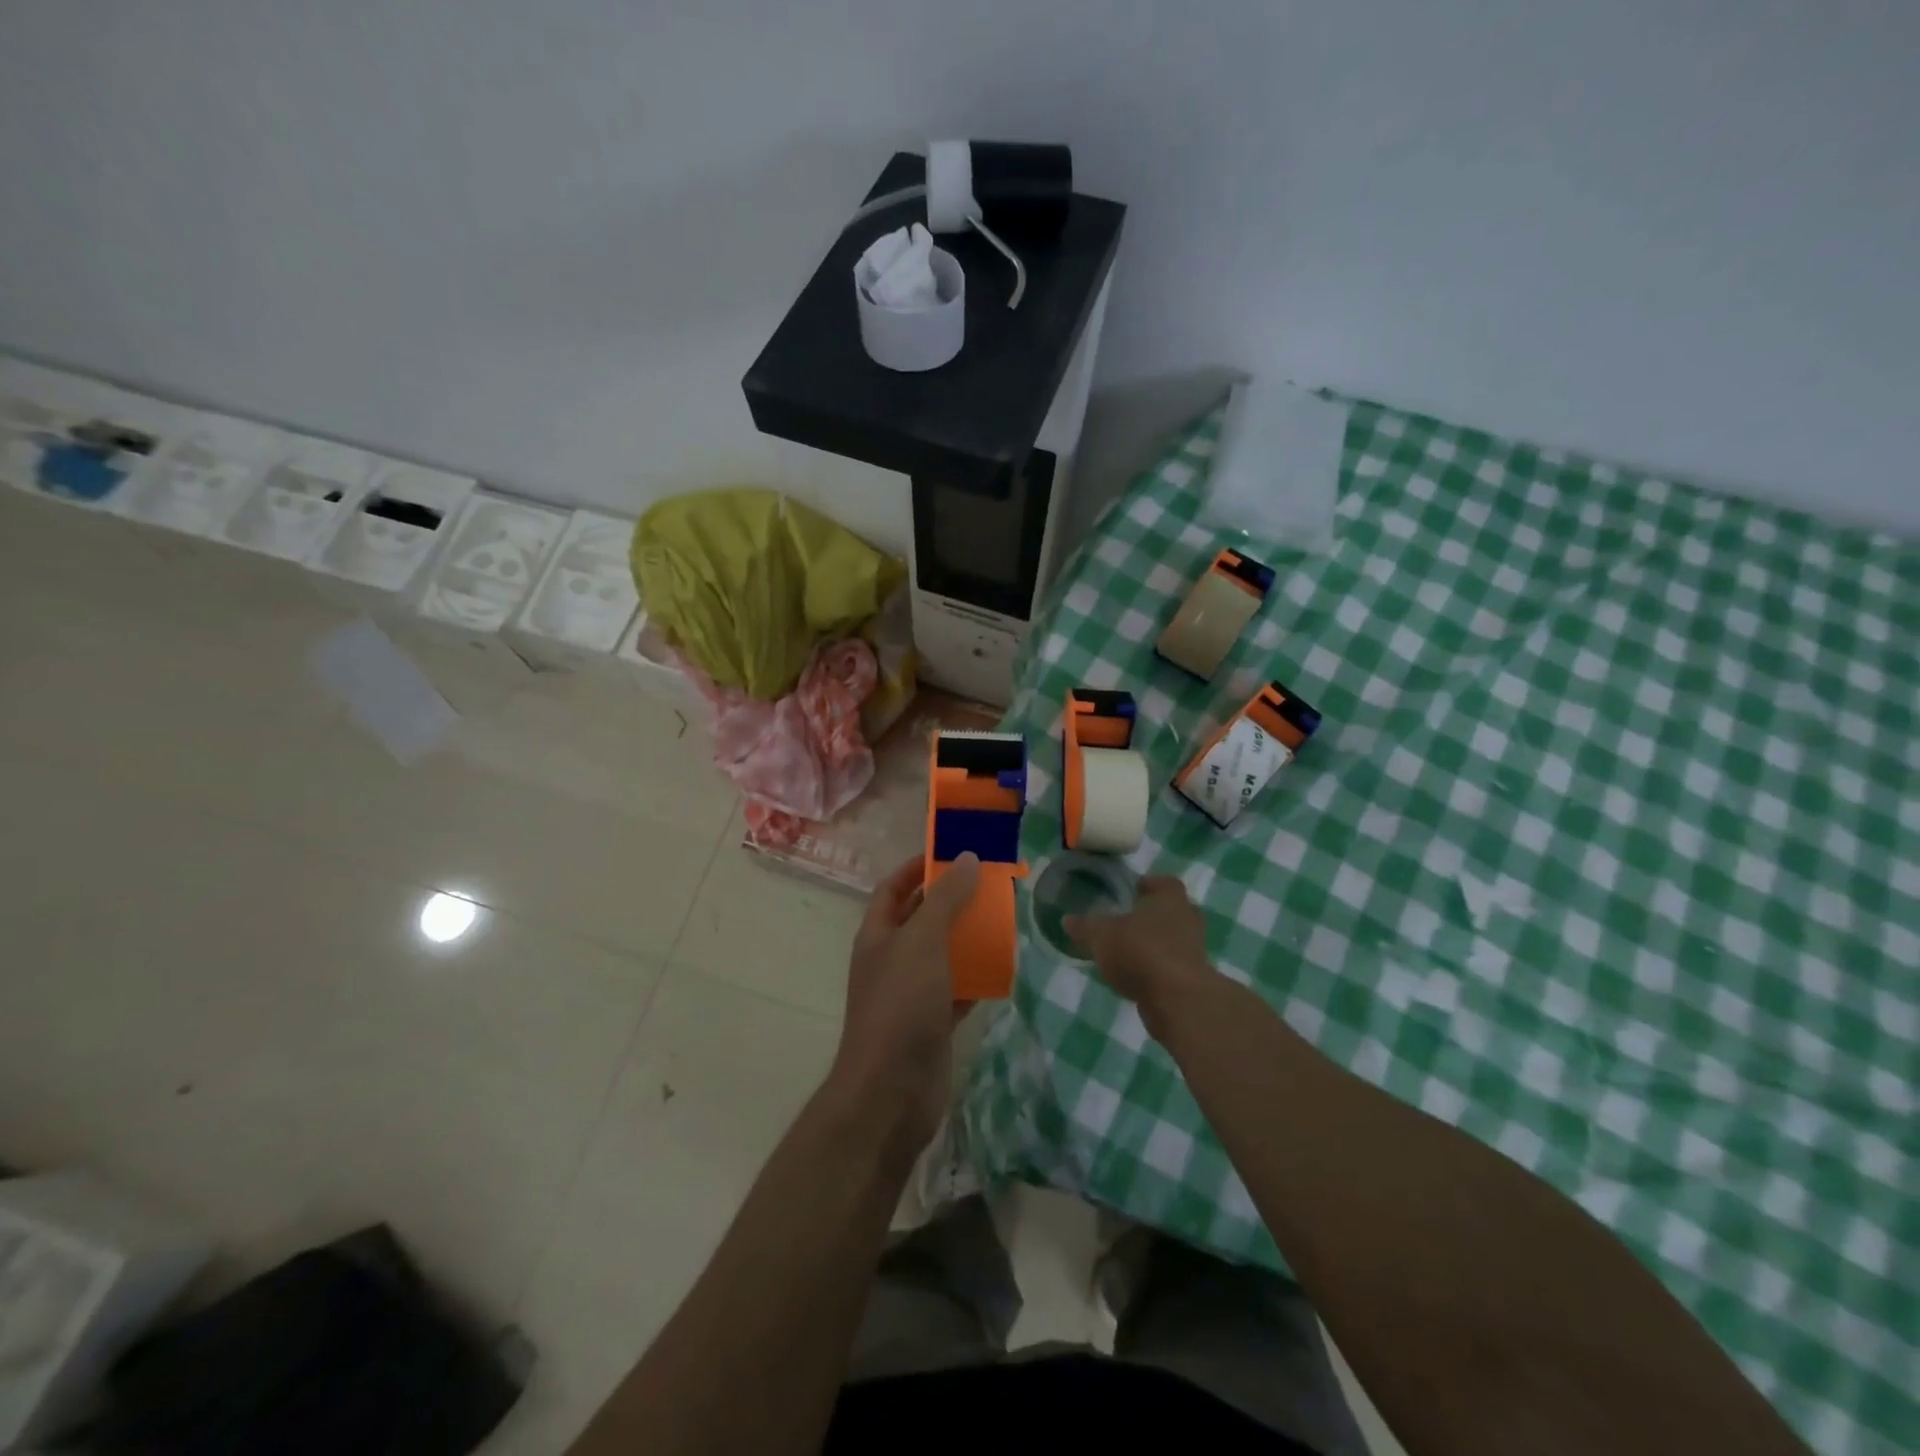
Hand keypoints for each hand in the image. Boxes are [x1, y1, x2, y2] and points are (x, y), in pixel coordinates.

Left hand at [829, 851, 980, 1167]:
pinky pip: (958, 991)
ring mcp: (911, 994)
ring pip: (942, 955)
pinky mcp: (932, 1023)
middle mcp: (891, 960)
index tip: (951, 853)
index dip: (917, 868)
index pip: (893, 888)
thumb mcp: (923, 941)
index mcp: (878, 935)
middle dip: (950, 901)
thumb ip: (946, 899)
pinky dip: (978, 978)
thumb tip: (967, 857)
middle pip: (921, 919)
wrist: (891, 1091)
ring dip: (968, 939)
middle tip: (989, 885)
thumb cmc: (901, 1004)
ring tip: (1003, 920)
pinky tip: (1005, 967)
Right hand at [1066, 875, 1219, 1028]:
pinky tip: (1135, 977)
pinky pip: (1172, 966)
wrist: (1177, 999)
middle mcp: (1188, 919)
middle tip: (1128, 921)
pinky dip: (1157, 969)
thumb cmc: (1140, 951)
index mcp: (1170, 898)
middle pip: (1172, 911)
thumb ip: (1085, 927)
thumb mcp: (1102, 936)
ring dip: (1155, 944)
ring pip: (1174, 940)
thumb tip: (1067, 920)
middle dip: (1152, 916)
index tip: (1131, 892)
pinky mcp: (1193, 979)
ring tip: (1127, 952)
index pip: (1164, 883)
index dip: (1148, 886)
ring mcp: (1194, 951)